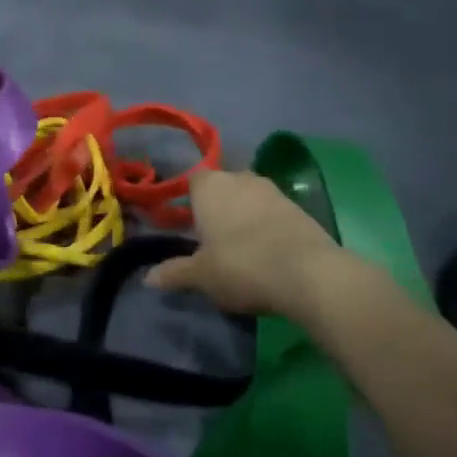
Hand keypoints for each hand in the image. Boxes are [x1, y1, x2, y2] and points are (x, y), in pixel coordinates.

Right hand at [146, 169, 344, 319]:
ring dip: (243, 216)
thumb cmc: (241, 266)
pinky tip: (266, 252)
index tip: (186, 226)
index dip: (188, 202)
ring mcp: (272, 190)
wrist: (308, 273)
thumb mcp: (201, 276)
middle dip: (216, 208)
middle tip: (210, 240)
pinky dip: (266, 226)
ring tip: (240, 248)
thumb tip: (148, 278)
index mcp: (209, 186)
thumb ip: (174, 272)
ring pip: (248, 198)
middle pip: (222, 187)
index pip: (191, 182)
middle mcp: (240, 178)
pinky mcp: (298, 207)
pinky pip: (272, 212)